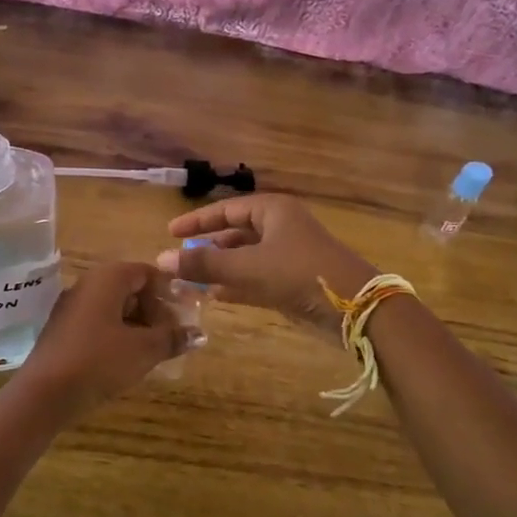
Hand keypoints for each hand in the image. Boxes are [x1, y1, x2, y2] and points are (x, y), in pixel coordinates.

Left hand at [15, 261, 188, 416]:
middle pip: (130, 288)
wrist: (44, 394)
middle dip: (154, 311)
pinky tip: (126, 359)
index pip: (146, 272)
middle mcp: (87, 284)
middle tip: (171, 337)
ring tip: (153, 352)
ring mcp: (71, 307)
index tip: (184, 315)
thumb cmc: (100, 361)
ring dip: (137, 325)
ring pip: (113, 307)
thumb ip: (172, 338)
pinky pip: (97, 322)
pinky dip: (117, 334)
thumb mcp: (144, 350)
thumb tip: (198, 334)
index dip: (169, 291)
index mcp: (108, 278)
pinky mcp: (62, 330)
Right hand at [157, 195, 377, 333]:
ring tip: (189, 281)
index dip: (197, 221)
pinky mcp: (293, 281)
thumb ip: (204, 265)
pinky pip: (256, 278)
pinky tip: (214, 296)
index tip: (170, 232)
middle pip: (235, 233)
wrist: (355, 307)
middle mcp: (280, 228)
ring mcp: (288, 255)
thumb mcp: (247, 267)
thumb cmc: (299, 273)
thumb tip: (161, 260)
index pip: (226, 210)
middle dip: (208, 247)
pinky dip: (236, 285)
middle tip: (178, 260)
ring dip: (219, 269)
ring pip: (245, 258)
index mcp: (272, 211)